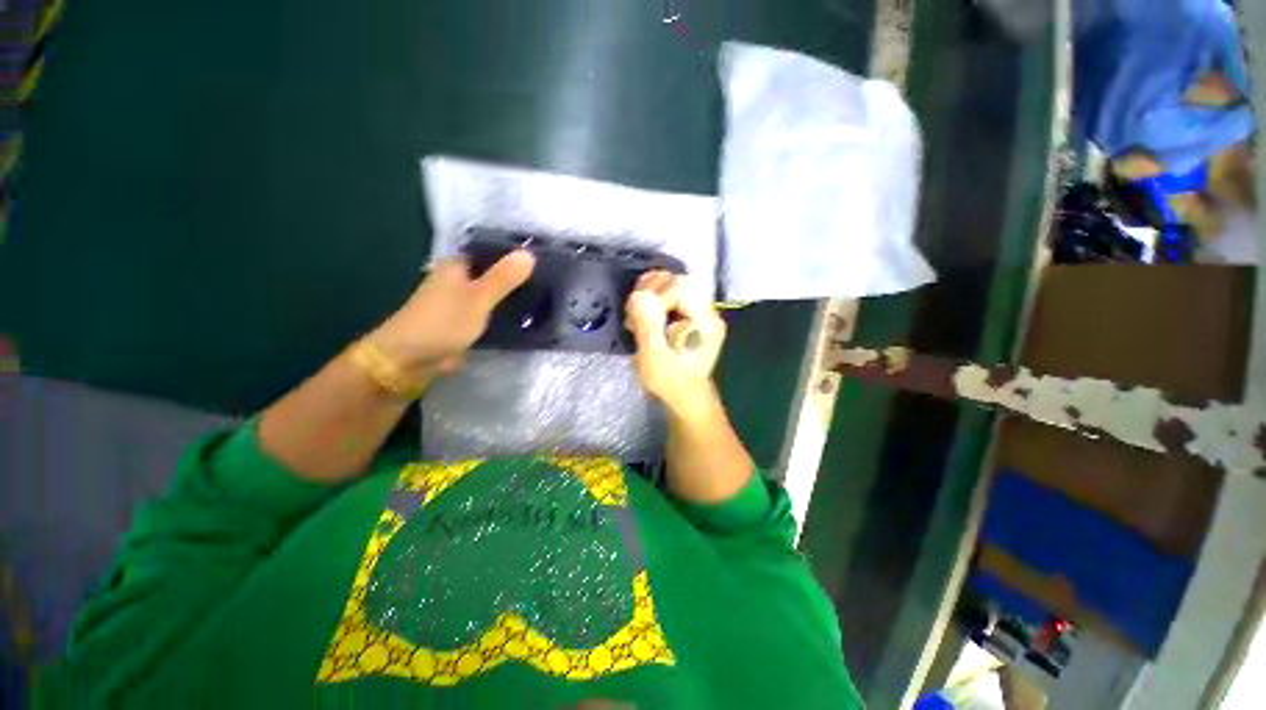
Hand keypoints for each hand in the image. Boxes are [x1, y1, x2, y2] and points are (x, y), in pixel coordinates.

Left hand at [367, 251, 534, 378]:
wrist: (411, 358)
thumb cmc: (443, 322)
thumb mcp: (479, 298)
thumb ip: (503, 278)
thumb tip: (529, 253)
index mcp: (457, 266)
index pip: (490, 250)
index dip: (514, 253)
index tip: (542, 257)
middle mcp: (457, 280)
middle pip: (492, 273)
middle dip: (516, 276)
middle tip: (548, 278)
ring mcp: (461, 302)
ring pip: (492, 293)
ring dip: (511, 295)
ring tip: (544, 294)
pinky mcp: (464, 322)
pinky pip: (490, 311)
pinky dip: (504, 311)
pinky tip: (525, 314)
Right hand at [624, 271, 725, 415]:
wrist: (685, 396)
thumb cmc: (670, 382)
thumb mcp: (654, 358)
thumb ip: (648, 326)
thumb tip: (639, 295)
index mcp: (705, 321)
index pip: (680, 286)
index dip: (655, 296)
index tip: (638, 318)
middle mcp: (708, 310)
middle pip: (678, 280)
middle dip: (650, 291)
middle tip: (633, 315)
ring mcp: (701, 311)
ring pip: (673, 284)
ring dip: (649, 294)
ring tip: (637, 315)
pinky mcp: (691, 314)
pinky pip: (671, 294)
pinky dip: (653, 299)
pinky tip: (643, 315)